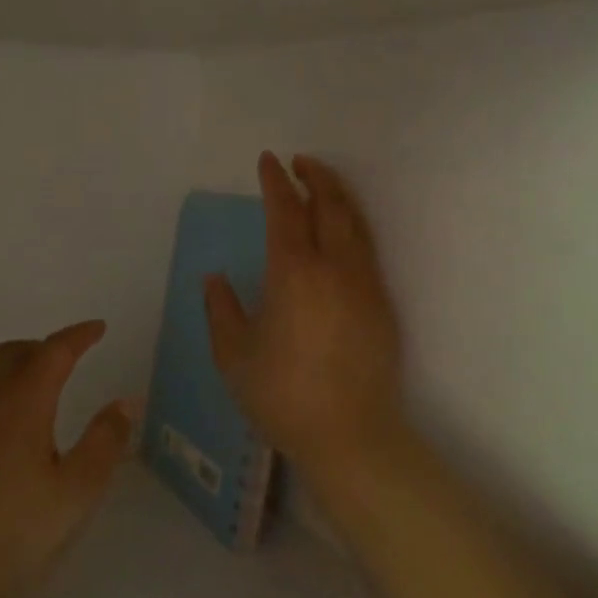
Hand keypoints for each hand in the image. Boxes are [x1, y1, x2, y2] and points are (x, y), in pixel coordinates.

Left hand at [0, 321, 136, 597]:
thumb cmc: (9, 536)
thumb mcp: (74, 495)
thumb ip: (104, 443)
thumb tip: (126, 402)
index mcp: (20, 403)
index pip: (54, 351)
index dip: (78, 336)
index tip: (97, 328)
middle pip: (11, 354)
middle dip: (41, 349)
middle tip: (65, 361)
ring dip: (9, 377)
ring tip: (30, 402)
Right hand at [205, 153, 403, 491]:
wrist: (350, 435)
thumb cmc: (282, 395)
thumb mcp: (234, 355)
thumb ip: (222, 310)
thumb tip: (215, 279)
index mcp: (293, 273)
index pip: (285, 211)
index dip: (275, 182)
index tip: (267, 161)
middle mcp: (334, 268)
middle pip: (330, 205)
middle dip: (315, 177)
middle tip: (300, 163)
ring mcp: (365, 284)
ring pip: (355, 225)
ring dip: (338, 197)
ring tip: (323, 187)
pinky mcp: (382, 305)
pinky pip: (367, 250)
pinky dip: (352, 228)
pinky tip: (342, 236)